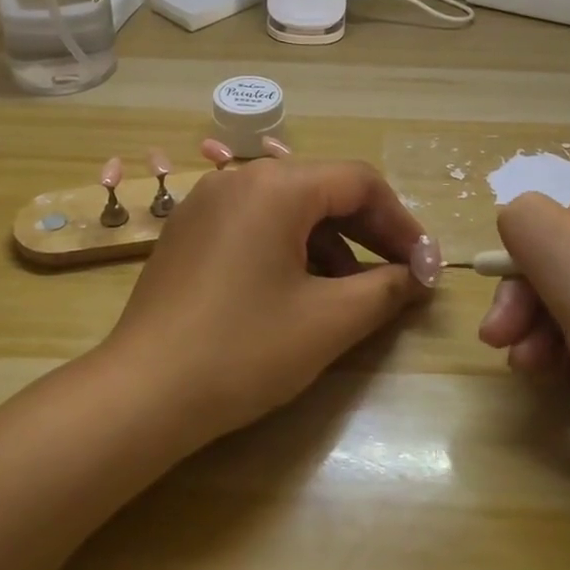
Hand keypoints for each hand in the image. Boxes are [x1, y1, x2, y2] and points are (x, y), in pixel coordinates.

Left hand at [104, 157, 437, 443]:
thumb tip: (418, 276)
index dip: (402, 223)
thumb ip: (386, 289)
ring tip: (351, 294)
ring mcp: (206, 202)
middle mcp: (238, 178)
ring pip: (288, 208)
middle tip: (401, 276)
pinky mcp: (188, 230)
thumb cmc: (243, 350)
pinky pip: (254, 224)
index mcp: (275, 186)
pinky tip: (299, 291)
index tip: (426, 267)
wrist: (143, 392)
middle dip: (369, 232)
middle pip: (323, 189)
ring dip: (330, 243)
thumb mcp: (328, 321)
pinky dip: (289, 248)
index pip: (359, 182)